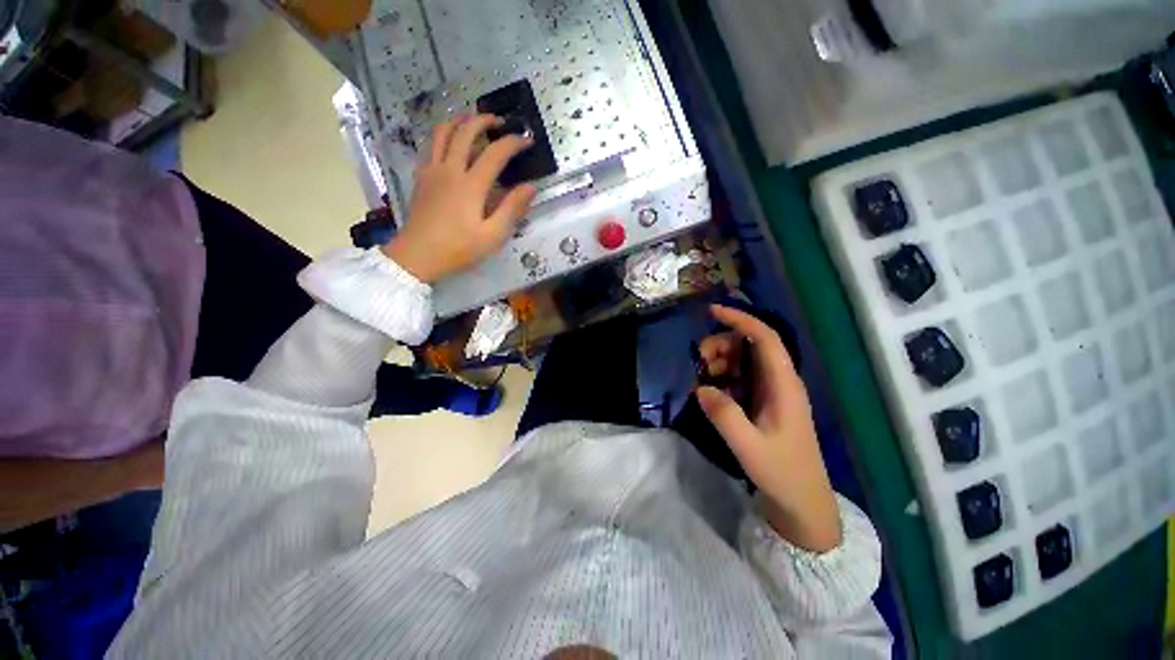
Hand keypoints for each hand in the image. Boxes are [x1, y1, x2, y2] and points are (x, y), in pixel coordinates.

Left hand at [382, 115, 537, 282]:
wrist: (417, 255)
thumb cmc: (459, 249)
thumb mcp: (493, 236)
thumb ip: (512, 209)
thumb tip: (530, 187)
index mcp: (471, 185)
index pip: (495, 153)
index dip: (513, 143)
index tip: (527, 141)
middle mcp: (450, 169)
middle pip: (466, 132)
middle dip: (484, 121)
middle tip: (500, 122)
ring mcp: (432, 170)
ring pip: (443, 132)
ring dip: (460, 121)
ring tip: (473, 120)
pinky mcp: (421, 177)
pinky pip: (431, 145)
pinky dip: (444, 136)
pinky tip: (451, 144)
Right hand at [695, 305, 841, 552]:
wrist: (802, 503)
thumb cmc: (782, 473)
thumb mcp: (749, 447)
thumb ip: (724, 415)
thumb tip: (701, 387)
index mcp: (784, 385)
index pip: (765, 338)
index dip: (740, 319)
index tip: (712, 311)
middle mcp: (780, 381)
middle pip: (750, 345)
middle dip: (722, 344)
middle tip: (699, 362)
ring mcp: (772, 391)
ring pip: (743, 360)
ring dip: (720, 362)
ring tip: (703, 381)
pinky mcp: (763, 402)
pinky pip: (740, 377)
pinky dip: (722, 377)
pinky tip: (710, 392)